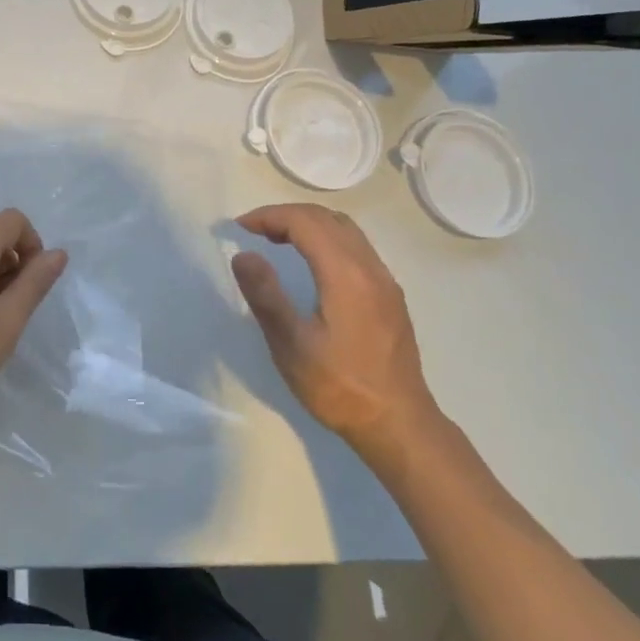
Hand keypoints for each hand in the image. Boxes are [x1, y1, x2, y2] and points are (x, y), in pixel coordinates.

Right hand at [231, 204, 441, 461]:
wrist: (398, 425)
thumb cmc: (339, 386)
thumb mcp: (291, 345)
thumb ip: (266, 295)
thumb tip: (244, 254)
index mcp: (346, 274)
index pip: (305, 222)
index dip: (270, 216)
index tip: (240, 227)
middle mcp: (370, 268)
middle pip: (327, 218)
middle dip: (287, 215)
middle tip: (255, 230)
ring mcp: (385, 281)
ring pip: (346, 230)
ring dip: (309, 224)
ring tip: (278, 241)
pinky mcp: (390, 296)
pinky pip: (357, 247)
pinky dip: (327, 239)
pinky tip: (312, 264)